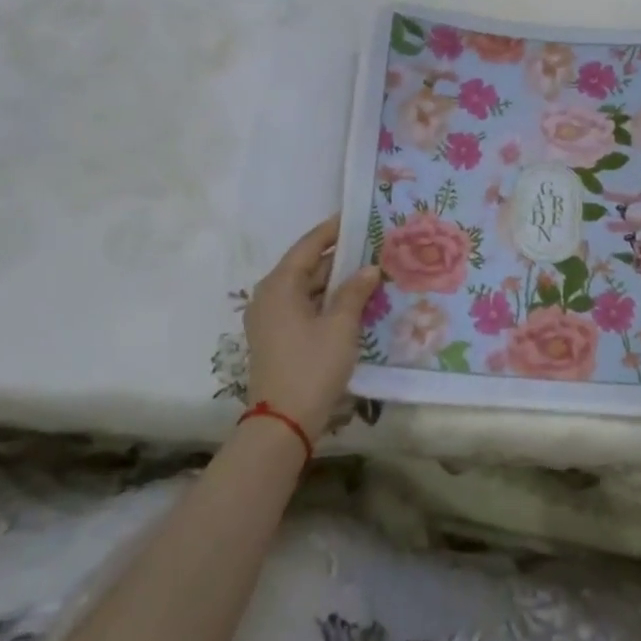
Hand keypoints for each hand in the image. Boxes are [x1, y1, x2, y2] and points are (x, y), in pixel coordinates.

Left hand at [243, 216, 381, 439]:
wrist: (282, 423)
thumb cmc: (312, 366)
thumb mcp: (341, 326)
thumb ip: (355, 292)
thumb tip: (370, 268)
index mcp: (279, 285)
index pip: (309, 245)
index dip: (333, 230)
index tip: (357, 216)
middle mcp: (269, 296)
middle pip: (306, 266)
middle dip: (338, 257)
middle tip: (371, 245)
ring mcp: (269, 318)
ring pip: (305, 288)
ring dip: (334, 281)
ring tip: (368, 271)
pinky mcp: (275, 337)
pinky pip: (302, 306)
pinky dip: (325, 300)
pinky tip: (351, 302)